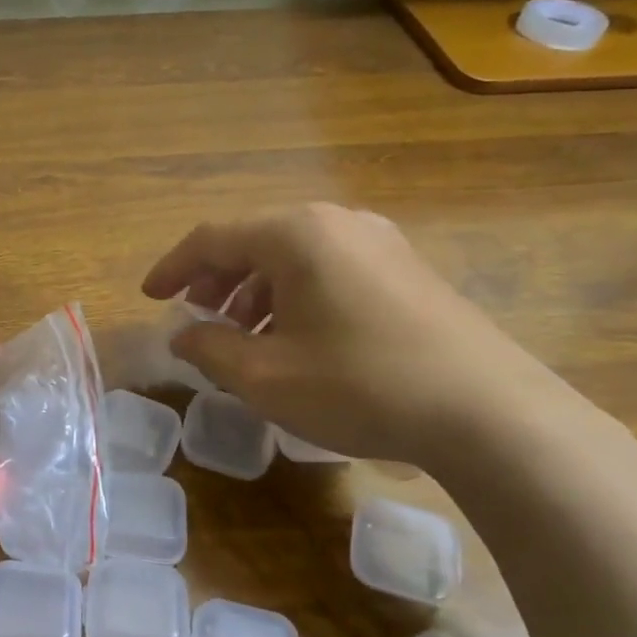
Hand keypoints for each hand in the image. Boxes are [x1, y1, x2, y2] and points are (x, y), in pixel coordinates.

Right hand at [142, 204, 573, 466]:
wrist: (487, 412)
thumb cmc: (358, 385)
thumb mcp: (264, 376)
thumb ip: (209, 349)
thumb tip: (182, 335)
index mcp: (295, 234)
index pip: (213, 239)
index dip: (173, 268)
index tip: (149, 298)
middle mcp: (337, 223)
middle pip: (254, 241)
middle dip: (216, 280)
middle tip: (195, 317)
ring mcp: (380, 243)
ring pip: (293, 256)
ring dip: (255, 291)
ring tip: (243, 336)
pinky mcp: (407, 271)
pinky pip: (329, 270)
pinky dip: (294, 296)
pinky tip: (295, 339)